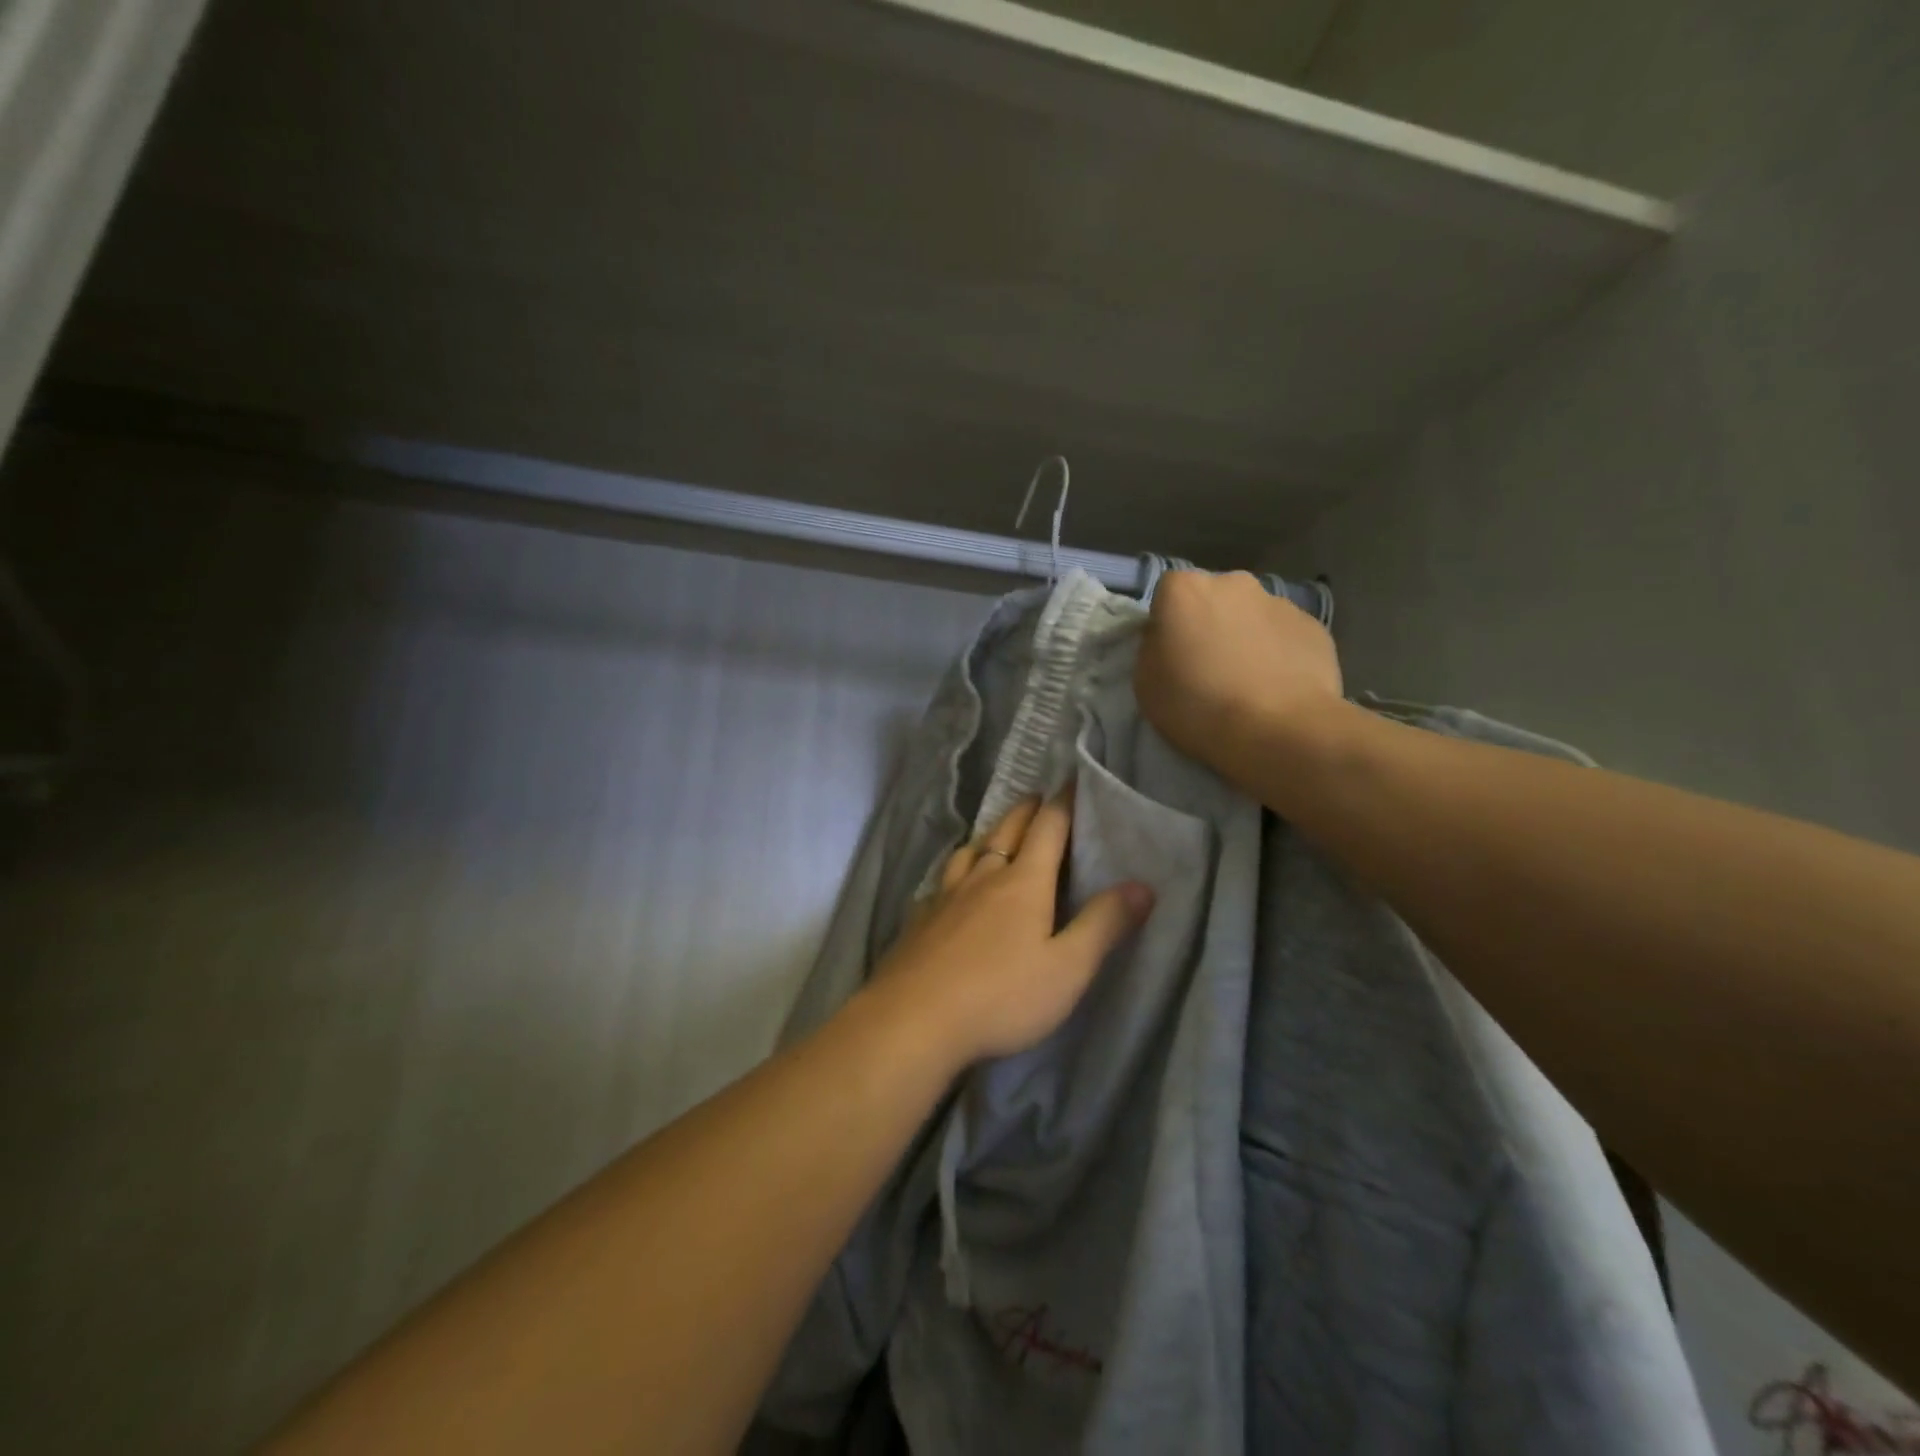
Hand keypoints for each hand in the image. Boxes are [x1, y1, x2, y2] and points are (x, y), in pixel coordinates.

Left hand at [864, 791, 1152, 1073]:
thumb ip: (1104, 925)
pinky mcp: (920, 918)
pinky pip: (943, 879)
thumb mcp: (1067, 968)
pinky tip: (952, 885)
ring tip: (996, 833)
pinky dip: (957, 869)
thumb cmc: (1000, 995)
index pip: (1048, 829)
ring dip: (989, 834)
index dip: (1063, 803)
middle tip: (1038, 797)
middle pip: (1006, 830)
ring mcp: (945, 895)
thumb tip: (1142, 885)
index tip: (1073, 781)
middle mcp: (982, 876)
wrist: (913, 1019)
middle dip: (1026, 810)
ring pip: (970, 851)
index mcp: (1023, 882)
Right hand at [1134, 571, 1344, 779]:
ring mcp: (1278, 601)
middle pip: (1213, 598)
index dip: (1167, 624)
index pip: (1167, 594)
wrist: (1278, 730)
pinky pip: (1284, 635)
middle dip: (1209, 623)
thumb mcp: (1145, 683)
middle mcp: (1233, 582)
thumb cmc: (1197, 706)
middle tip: (1208, 667)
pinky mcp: (1313, 626)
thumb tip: (1167, 638)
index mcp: (1184, 590)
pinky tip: (1276, 687)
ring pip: (1251, 615)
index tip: (1171, 655)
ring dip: (1244, 637)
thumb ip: (1152, 648)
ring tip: (1247, 682)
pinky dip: (1277, 653)